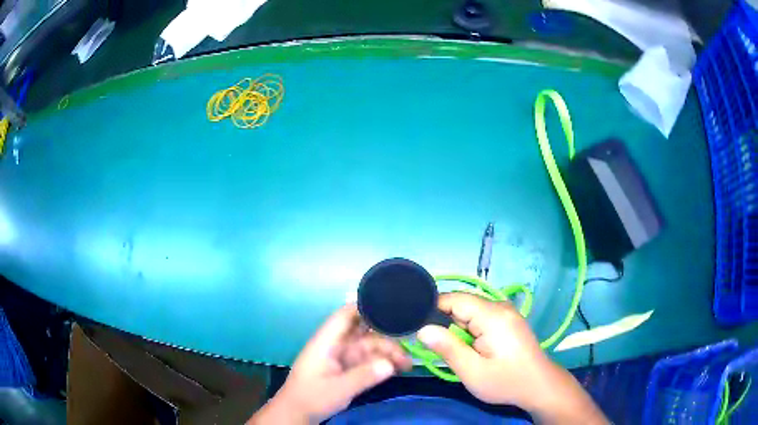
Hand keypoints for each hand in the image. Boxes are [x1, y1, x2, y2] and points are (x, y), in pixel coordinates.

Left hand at [249, 304, 411, 423]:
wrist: (298, 413)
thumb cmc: (311, 397)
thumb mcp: (337, 389)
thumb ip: (363, 376)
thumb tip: (390, 364)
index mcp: (327, 341)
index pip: (345, 314)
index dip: (365, 305)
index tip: (392, 304)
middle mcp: (337, 344)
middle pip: (363, 331)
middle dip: (386, 334)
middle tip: (410, 340)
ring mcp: (343, 356)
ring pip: (370, 347)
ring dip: (388, 352)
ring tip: (408, 363)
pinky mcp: (349, 368)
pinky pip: (369, 360)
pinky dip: (384, 363)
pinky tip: (400, 368)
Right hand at [417, 293, 606, 423]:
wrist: (539, 386)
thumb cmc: (505, 381)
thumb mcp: (472, 371)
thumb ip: (447, 348)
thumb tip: (422, 329)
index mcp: (492, 315)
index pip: (454, 298)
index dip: (433, 309)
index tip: (417, 327)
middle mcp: (500, 306)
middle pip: (462, 304)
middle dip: (446, 323)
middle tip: (438, 347)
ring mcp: (506, 312)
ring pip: (471, 312)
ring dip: (459, 328)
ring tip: (456, 350)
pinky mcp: (508, 320)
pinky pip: (482, 317)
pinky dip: (470, 330)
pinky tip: (471, 348)